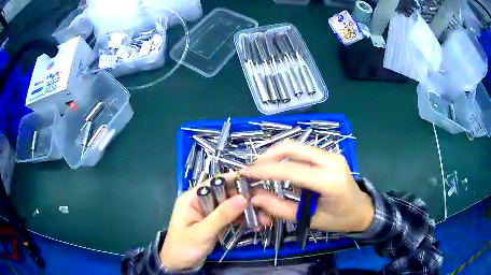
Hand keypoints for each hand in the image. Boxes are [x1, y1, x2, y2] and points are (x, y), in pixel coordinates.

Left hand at [159, 175, 270, 270]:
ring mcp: (210, 212)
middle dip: (247, 200)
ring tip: (266, 219)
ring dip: (248, 212)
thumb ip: (221, 216)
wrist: (179, 265)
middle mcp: (202, 201)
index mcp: (192, 197)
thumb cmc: (184, 247)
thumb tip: (243, 198)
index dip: (236, 181)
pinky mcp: (216, 222)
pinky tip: (256, 225)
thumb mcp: (202, 232)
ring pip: (232, 206)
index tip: (257, 183)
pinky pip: (232, 217)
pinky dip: (243, 221)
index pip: (216, 183)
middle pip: (227, 194)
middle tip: (266, 206)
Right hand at [241, 140, 373, 232]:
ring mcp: (332, 155)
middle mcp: (332, 161)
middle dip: (267, 156)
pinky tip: (278, 166)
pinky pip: (303, 150)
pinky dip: (286, 156)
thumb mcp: (309, 219)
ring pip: (297, 146)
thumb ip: (280, 208)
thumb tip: (255, 197)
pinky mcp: (330, 154)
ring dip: (275, 154)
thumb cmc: (339, 220)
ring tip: (261, 168)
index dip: (265, 170)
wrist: (362, 210)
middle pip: (293, 148)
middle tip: (252, 169)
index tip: (245, 173)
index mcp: (330, 181)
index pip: (291, 170)